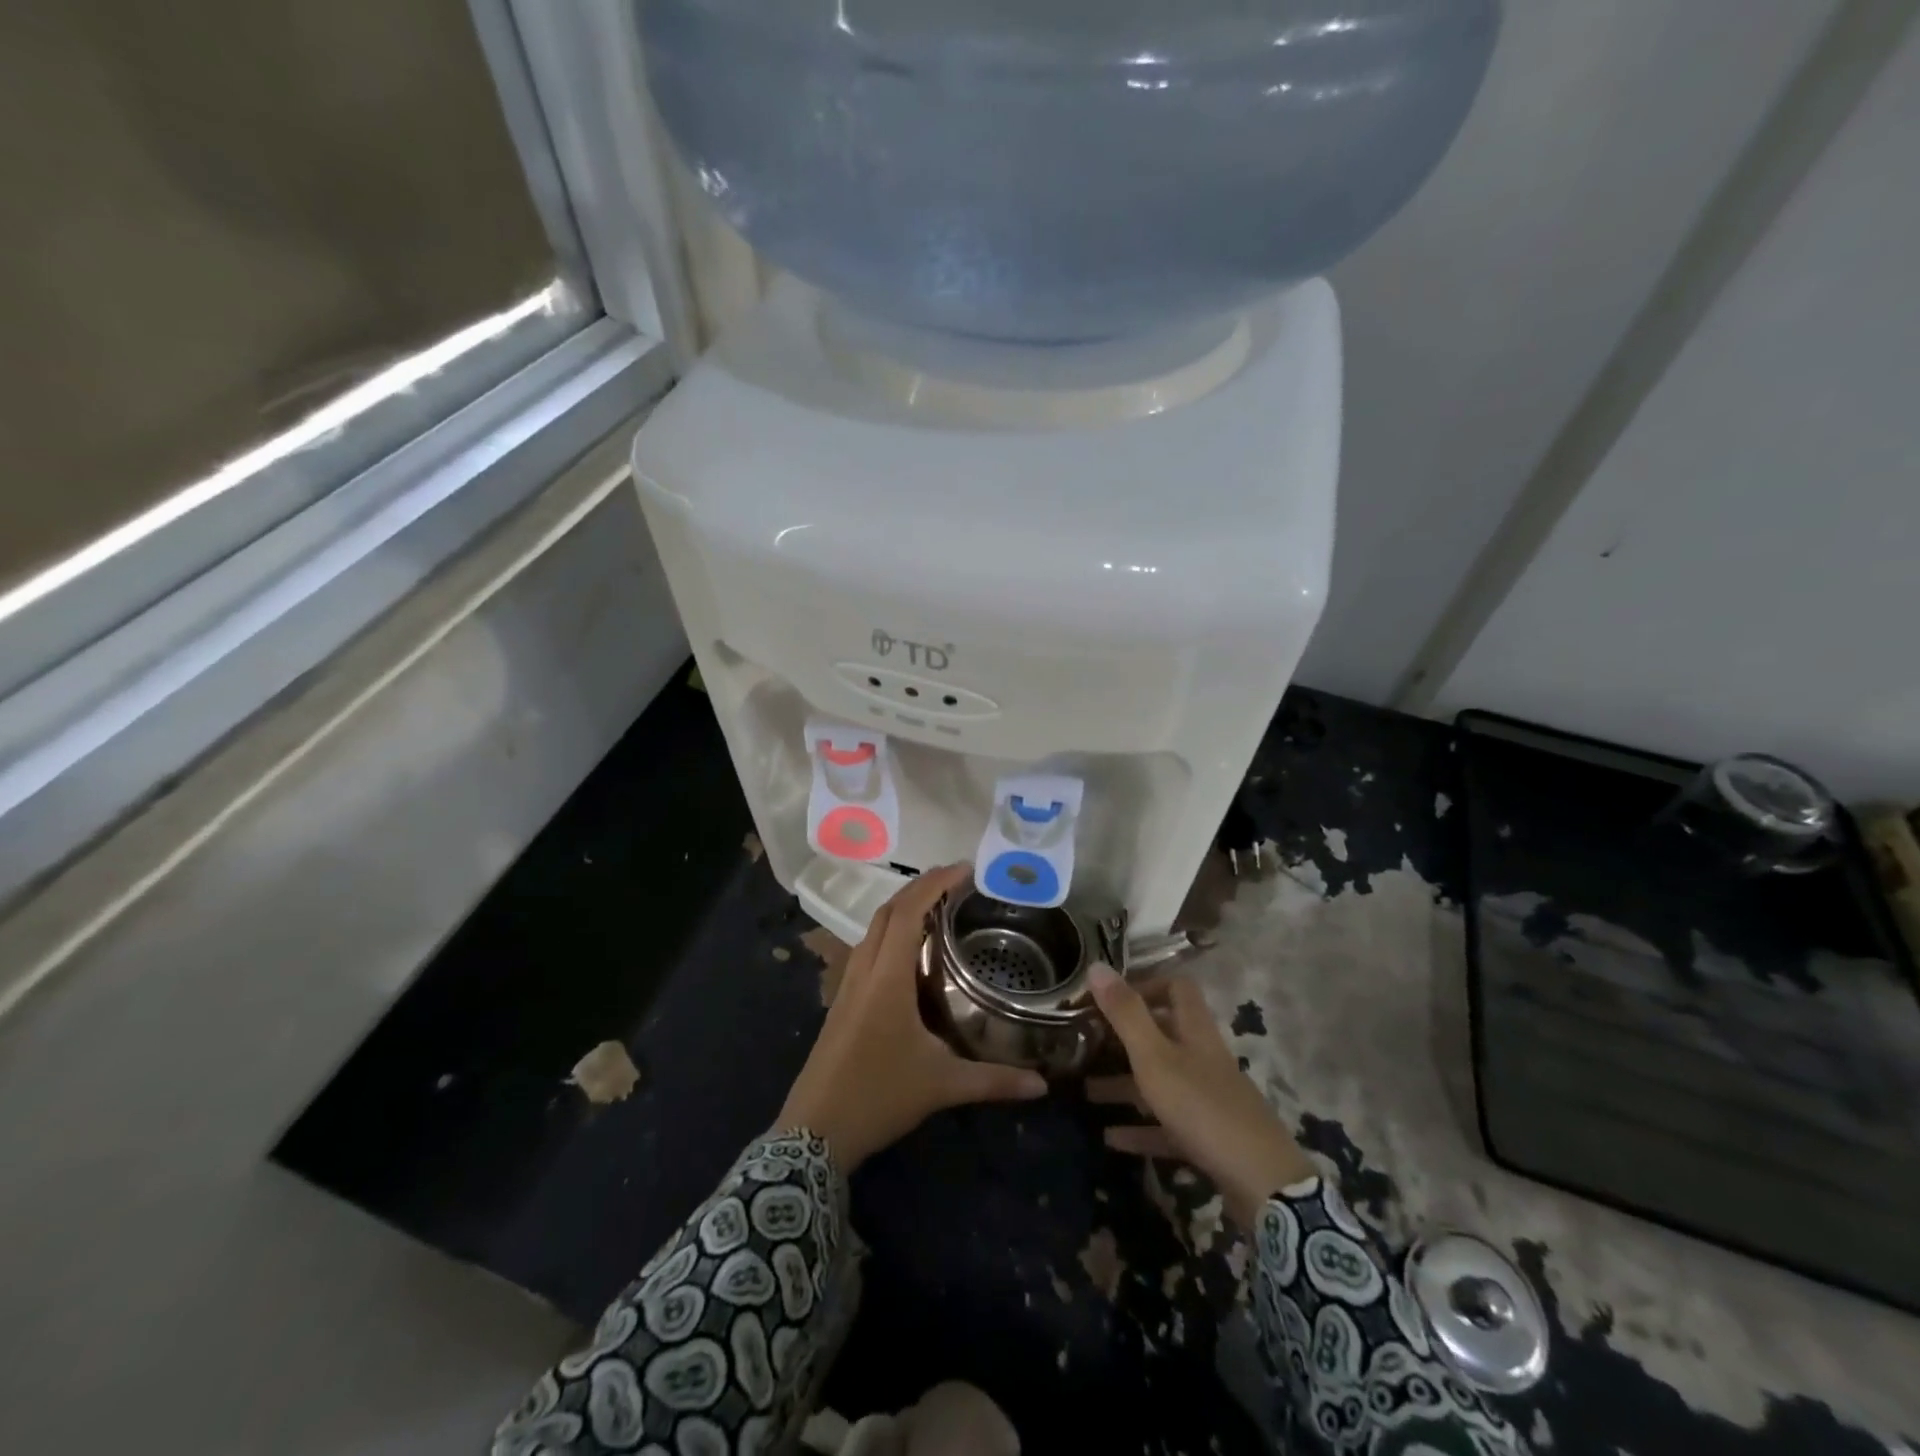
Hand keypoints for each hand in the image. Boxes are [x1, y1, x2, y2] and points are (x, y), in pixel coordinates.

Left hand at [777, 864, 1047, 1170]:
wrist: (814, 1131)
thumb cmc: (878, 1097)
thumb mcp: (941, 1086)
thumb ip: (993, 1081)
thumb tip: (1042, 1085)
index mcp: (887, 977)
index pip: (909, 912)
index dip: (934, 884)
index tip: (965, 869)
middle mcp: (865, 970)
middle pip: (889, 911)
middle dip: (920, 887)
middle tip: (957, 882)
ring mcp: (848, 984)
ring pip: (874, 928)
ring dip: (903, 908)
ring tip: (938, 908)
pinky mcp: (842, 1000)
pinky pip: (868, 948)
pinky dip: (891, 932)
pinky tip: (911, 951)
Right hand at [1086, 966, 1315, 1228]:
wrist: (1262, 1183)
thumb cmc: (1202, 1107)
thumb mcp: (1155, 1056)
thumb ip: (1126, 1013)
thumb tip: (1096, 966)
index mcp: (1195, 1032)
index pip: (1177, 989)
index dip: (1146, 985)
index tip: (1109, 998)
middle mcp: (1203, 1059)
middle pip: (1163, 1037)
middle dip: (1124, 1040)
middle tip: (1087, 1046)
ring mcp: (1208, 1100)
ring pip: (1161, 1082)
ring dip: (1125, 1085)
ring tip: (1087, 1092)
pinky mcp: (1209, 1138)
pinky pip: (1167, 1126)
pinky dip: (1140, 1128)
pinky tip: (1111, 1138)